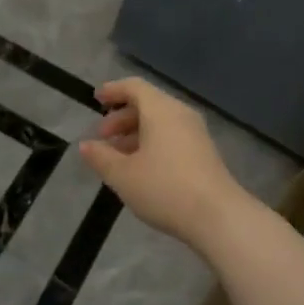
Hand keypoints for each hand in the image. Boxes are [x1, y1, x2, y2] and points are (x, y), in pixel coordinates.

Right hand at [79, 78, 255, 250]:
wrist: (217, 216)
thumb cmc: (164, 188)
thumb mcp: (123, 175)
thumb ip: (101, 157)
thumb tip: (85, 145)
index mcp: (161, 110)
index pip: (134, 87)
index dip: (113, 90)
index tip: (96, 100)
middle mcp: (180, 114)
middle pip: (148, 103)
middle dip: (122, 117)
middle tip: (102, 137)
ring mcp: (196, 133)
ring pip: (160, 122)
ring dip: (136, 133)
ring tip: (117, 156)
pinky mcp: (204, 152)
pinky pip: (172, 136)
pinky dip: (152, 142)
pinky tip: (141, 167)